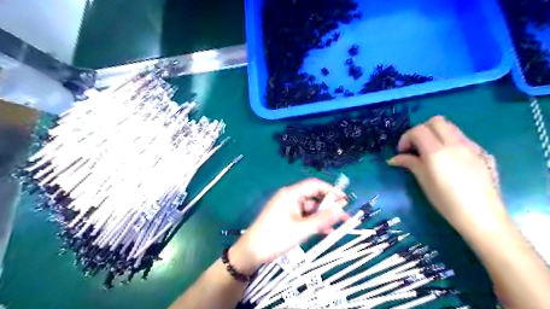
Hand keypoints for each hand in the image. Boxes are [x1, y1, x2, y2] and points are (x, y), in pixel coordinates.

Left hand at [228, 179, 347, 275]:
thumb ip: (323, 219)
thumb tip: (342, 209)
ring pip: (310, 208)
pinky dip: (314, 222)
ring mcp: (288, 207)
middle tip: (344, 216)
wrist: (252, 252)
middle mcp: (290, 197)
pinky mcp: (287, 217)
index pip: (315, 185)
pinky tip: (326, 231)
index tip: (345, 199)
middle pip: (313, 196)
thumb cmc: (276, 237)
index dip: (331, 190)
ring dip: (323, 216)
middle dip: (329, 205)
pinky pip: (304, 216)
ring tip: (339, 225)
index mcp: (291, 194)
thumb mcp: (302, 229)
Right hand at [385, 117, 510, 237]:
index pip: (418, 130)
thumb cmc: (446, 201)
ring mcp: (472, 146)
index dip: (406, 138)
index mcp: (437, 151)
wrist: (482, 216)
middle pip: (436, 121)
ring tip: (432, 152)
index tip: (402, 152)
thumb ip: (409, 163)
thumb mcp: (423, 181)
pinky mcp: (483, 153)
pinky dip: (451, 142)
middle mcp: (455, 143)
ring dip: (437, 134)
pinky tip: (451, 161)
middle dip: (422, 130)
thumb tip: (394, 159)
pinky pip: (463, 139)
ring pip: (451, 127)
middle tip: (416, 147)